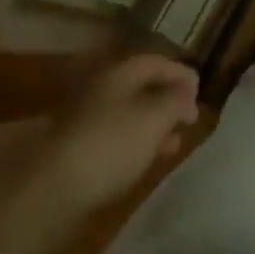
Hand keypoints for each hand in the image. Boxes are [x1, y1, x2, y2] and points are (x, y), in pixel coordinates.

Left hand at [0, 53, 199, 253]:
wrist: (54, 193)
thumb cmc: (112, 145)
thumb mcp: (155, 118)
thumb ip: (176, 99)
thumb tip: (188, 88)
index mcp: (120, 71)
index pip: (157, 60)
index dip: (181, 73)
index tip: (200, 92)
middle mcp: (103, 87)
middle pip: (143, 84)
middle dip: (169, 99)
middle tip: (190, 117)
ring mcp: (88, 117)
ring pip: (131, 111)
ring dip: (155, 122)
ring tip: (175, 141)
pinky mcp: (80, 148)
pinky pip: (117, 134)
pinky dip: (137, 140)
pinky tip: (148, 158)